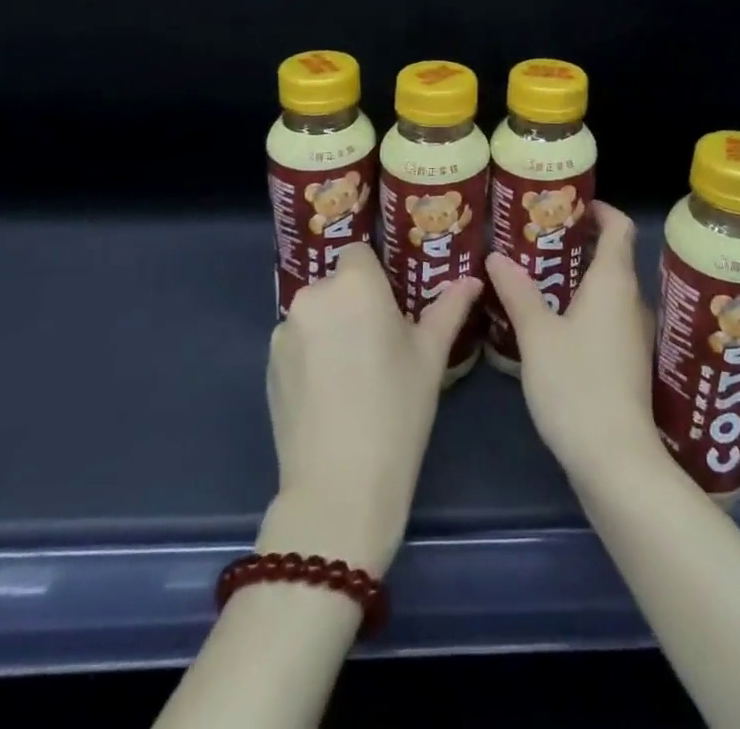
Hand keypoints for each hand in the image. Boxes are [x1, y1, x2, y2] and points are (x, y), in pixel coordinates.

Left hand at [256, 243, 480, 574]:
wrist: (339, 486)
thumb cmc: (397, 410)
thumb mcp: (430, 356)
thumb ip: (450, 308)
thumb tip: (472, 279)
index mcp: (355, 284)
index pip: (359, 252)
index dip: (375, 275)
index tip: (391, 305)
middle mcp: (314, 295)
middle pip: (336, 283)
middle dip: (354, 303)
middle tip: (378, 343)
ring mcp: (285, 330)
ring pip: (315, 313)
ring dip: (331, 328)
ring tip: (352, 373)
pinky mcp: (267, 364)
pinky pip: (296, 342)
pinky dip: (310, 355)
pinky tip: (328, 392)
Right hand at [485, 201, 660, 490]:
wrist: (616, 462)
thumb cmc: (577, 385)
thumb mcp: (537, 335)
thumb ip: (518, 292)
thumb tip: (497, 256)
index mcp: (614, 283)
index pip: (620, 228)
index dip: (601, 209)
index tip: (571, 203)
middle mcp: (631, 302)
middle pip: (613, 257)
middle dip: (579, 243)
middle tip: (539, 238)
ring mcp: (633, 336)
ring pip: (608, 291)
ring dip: (579, 278)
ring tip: (538, 275)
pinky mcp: (627, 364)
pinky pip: (606, 318)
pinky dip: (583, 307)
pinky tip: (552, 322)